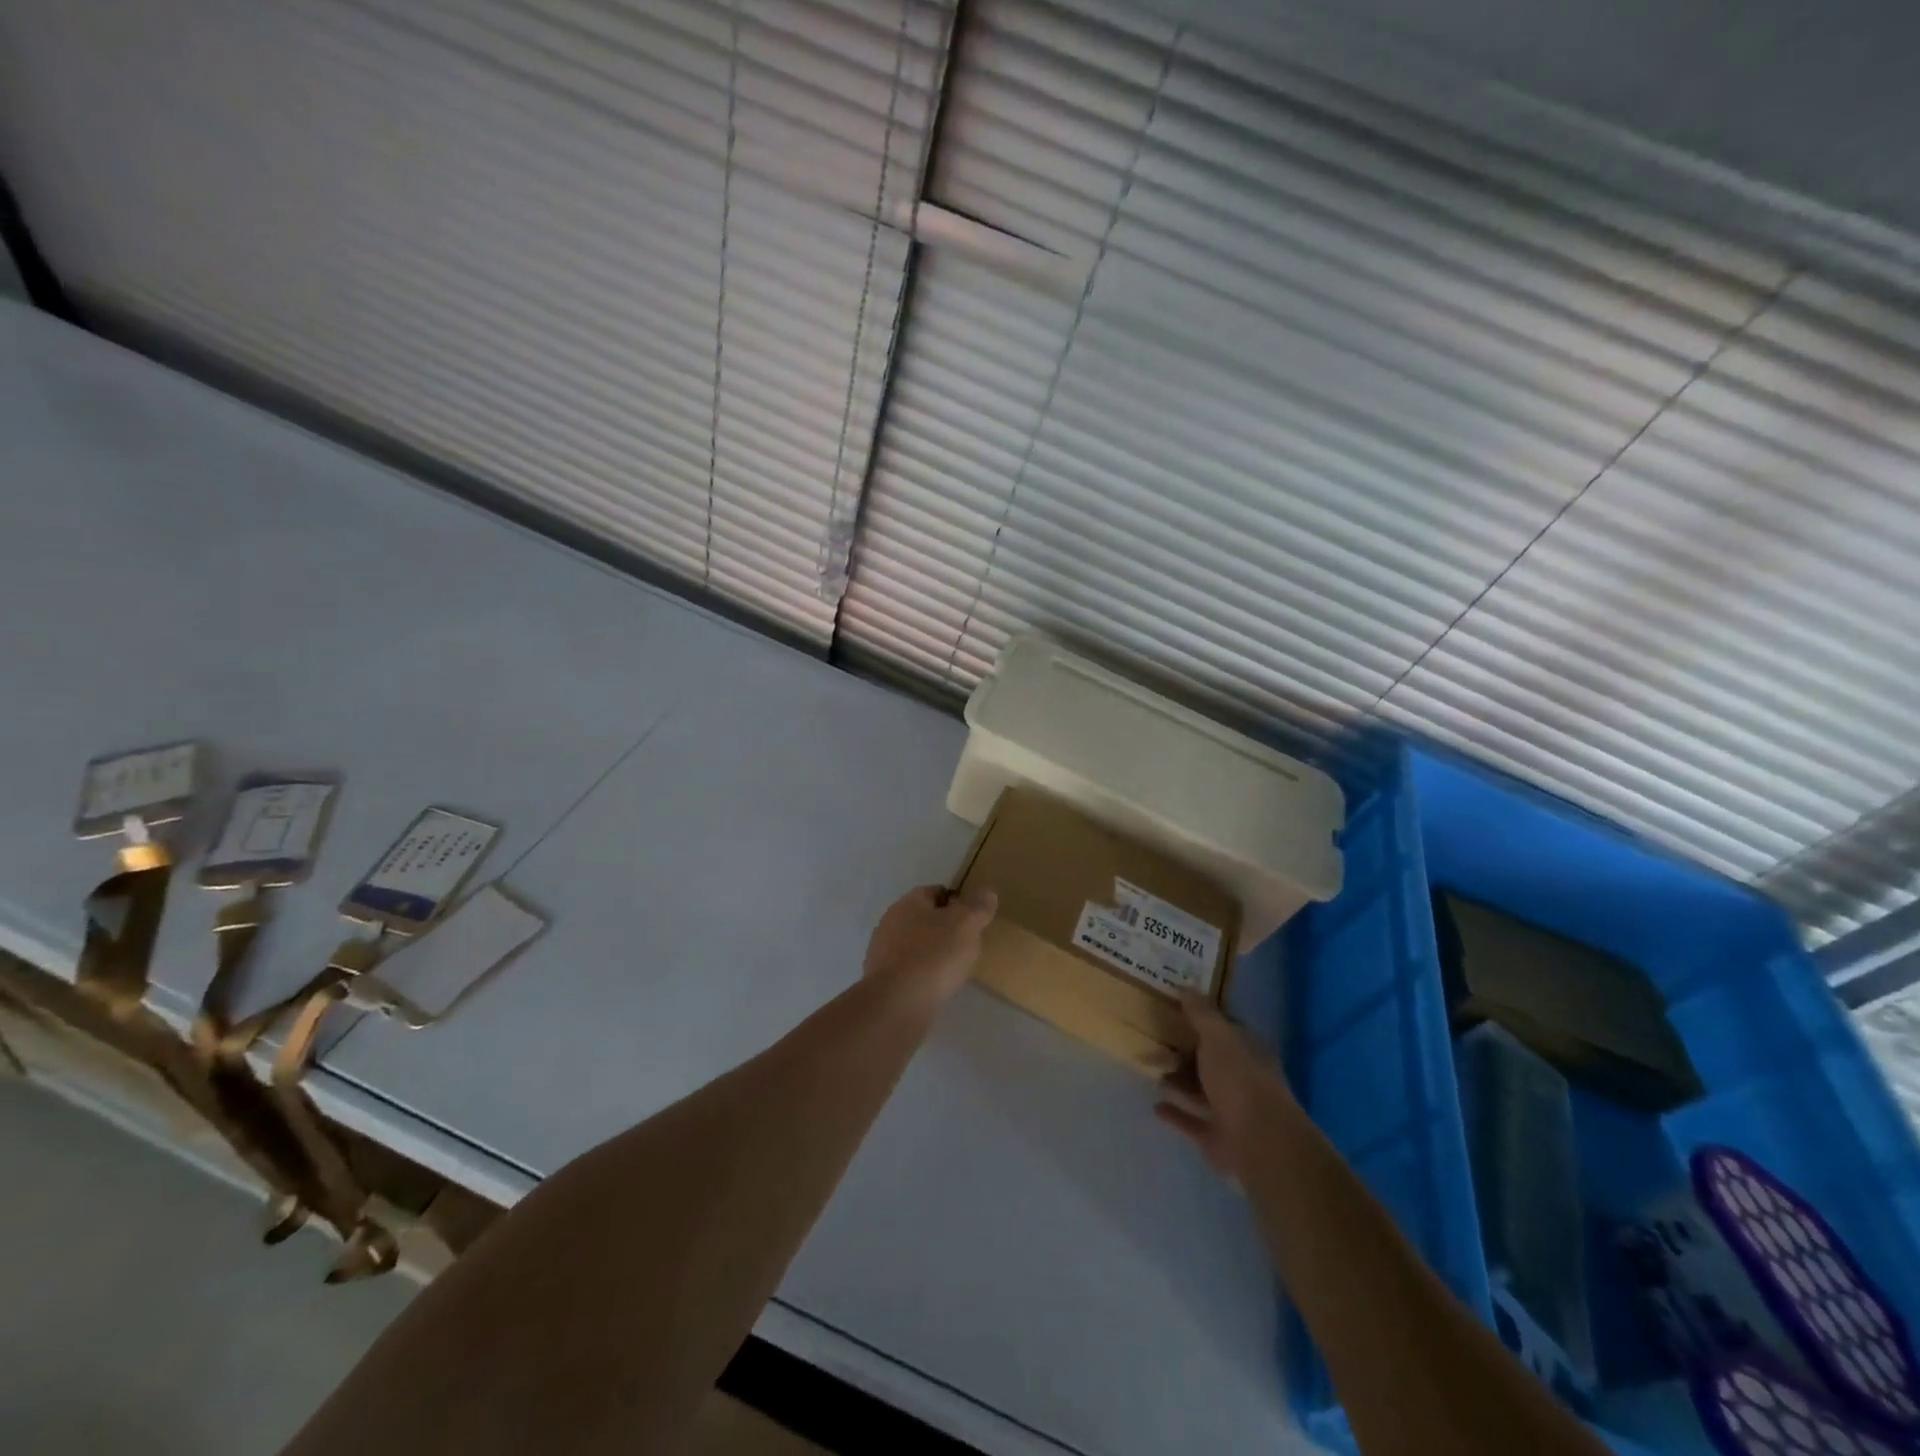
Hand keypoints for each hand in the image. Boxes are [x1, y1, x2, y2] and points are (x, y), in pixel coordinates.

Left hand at [862, 884, 996, 1005]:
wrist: (898, 1005)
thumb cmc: (934, 956)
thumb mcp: (966, 926)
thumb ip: (978, 907)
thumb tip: (987, 892)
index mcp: (908, 902)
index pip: (936, 891)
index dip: (958, 901)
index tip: (974, 919)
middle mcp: (891, 922)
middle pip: (924, 918)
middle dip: (945, 928)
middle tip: (968, 944)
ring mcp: (883, 952)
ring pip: (915, 945)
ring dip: (933, 952)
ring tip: (955, 968)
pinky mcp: (882, 980)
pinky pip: (909, 969)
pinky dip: (923, 973)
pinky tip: (937, 987)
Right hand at [1155, 991, 1294, 1179]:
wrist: (1259, 1142)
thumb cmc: (1240, 1079)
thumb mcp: (1218, 1037)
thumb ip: (1201, 1014)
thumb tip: (1186, 987)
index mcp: (1248, 1051)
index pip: (1224, 1030)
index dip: (1202, 1018)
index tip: (1174, 1008)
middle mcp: (1242, 1079)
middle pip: (1209, 1060)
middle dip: (1184, 1051)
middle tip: (1153, 1039)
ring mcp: (1231, 1110)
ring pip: (1200, 1090)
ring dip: (1178, 1081)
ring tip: (1150, 1069)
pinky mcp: (1217, 1137)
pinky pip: (1191, 1121)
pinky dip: (1175, 1113)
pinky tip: (1155, 1105)